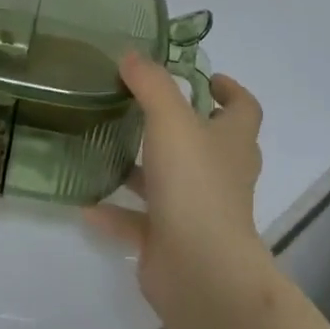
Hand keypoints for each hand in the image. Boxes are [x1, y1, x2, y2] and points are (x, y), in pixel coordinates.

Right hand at [84, 52, 266, 318]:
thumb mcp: (170, 119)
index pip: (244, 108)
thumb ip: (151, 83)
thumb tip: (131, 55)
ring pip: (171, 180)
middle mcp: (220, 174)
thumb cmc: (195, 184)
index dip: (229, 89)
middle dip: (182, 123)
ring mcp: (198, 211)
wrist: (200, 273)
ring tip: (106, 144)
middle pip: (209, 142)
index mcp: (232, 142)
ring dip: (143, 166)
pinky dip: (115, 211)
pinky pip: (140, 221)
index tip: (205, 76)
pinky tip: (85, 201)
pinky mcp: (172, 242)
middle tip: (144, 103)